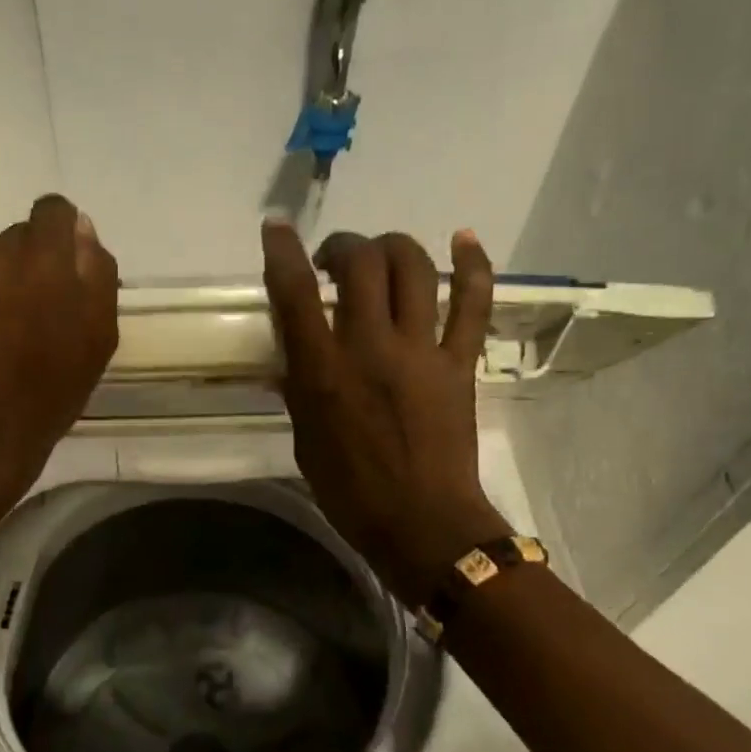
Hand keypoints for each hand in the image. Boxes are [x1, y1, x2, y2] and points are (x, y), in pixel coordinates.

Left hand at [0, 194, 118, 500]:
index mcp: (48, 259)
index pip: (53, 210)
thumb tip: (80, 229)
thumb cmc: (55, 387)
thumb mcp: (100, 335)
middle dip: (22, 262)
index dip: (58, 235)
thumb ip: (96, 272)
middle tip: (22, 308)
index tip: (57, 267)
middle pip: (14, 235)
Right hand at [262, 220, 507, 604]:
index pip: (296, 295)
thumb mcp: (305, 439)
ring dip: (392, 247)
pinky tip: (464, 239)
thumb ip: (300, 389)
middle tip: (335, 261)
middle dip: (344, 246)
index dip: (283, 252)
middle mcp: (370, 349)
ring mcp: (421, 352)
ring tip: (380, 256)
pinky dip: (472, 265)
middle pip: (361, 265)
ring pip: (413, 269)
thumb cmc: (351, 491)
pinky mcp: (460, 362)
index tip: (277, 227)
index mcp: (324, 373)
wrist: (422, 524)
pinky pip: (473, 303)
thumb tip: (293, 355)